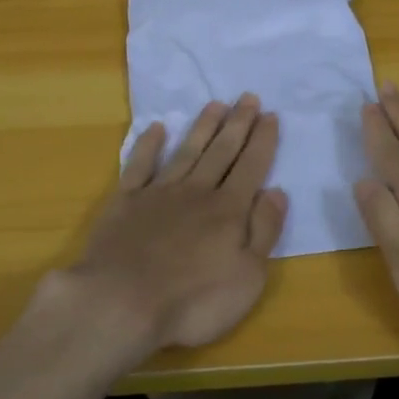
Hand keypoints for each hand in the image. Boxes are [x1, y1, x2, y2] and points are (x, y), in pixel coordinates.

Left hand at [58, 94, 286, 363]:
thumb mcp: (248, 276)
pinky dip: (148, 145)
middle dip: (238, 123)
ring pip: (186, 151)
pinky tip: (155, 128)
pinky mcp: (126, 201)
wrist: (122, 302)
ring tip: (215, 104)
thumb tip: (277, 191)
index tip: (270, 115)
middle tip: (248, 97)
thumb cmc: (193, 300)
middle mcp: (197, 191)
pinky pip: (140, 165)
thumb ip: (264, 230)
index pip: (251, 166)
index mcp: (229, 210)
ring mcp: (159, 193)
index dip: (263, 140)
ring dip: (202, 127)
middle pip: (221, 151)